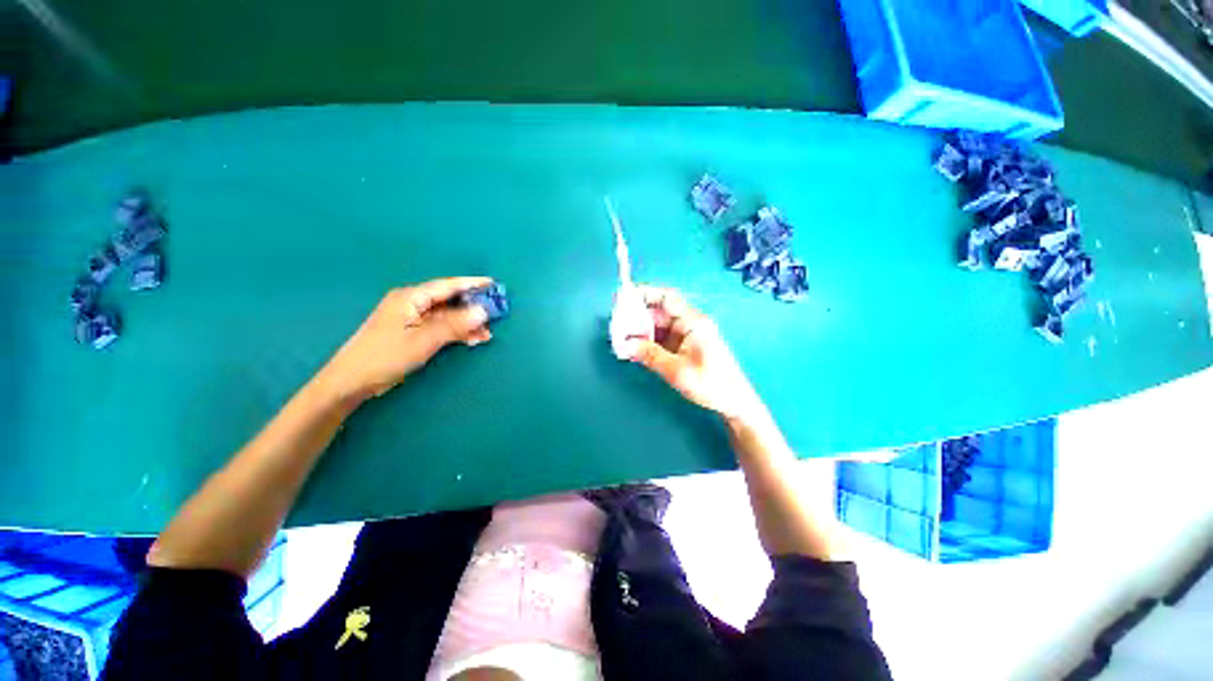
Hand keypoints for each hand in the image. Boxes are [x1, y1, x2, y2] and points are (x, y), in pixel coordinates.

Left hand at [315, 277, 493, 403]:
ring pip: (447, 315)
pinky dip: (457, 332)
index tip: (493, 283)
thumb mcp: (424, 340)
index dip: (471, 284)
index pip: (447, 286)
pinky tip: (472, 340)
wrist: (352, 381)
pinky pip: (441, 327)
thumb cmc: (386, 356)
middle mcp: (412, 303)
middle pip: (449, 300)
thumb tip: (483, 311)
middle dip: (473, 306)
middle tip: (496, 313)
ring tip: (487, 333)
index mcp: (411, 297)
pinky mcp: (412, 333)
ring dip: (467, 323)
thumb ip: (455, 325)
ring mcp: (412, 318)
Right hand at [619, 286, 766, 422]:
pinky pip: (660, 339)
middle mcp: (689, 324)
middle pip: (658, 312)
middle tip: (616, 326)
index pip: (667, 298)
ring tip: (620, 340)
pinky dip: (646, 343)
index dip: (644, 293)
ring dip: (639, 331)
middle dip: (636, 317)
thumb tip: (625, 345)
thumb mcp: (677, 371)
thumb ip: (650, 355)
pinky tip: (633, 350)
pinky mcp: (683, 347)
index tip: (623, 297)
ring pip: (657, 326)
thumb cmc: (711, 384)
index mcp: (693, 322)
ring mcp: (686, 336)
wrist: (734, 402)